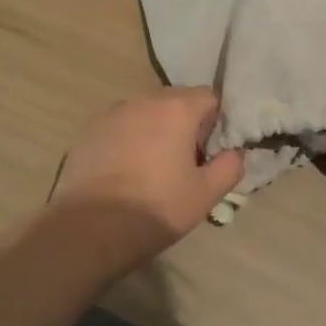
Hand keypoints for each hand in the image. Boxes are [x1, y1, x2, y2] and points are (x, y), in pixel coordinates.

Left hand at [49, 87, 244, 264]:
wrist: (90, 228)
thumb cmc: (156, 208)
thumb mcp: (205, 195)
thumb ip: (229, 167)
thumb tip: (235, 152)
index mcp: (177, 109)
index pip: (209, 97)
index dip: (215, 121)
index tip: (210, 150)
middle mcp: (145, 100)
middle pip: (176, 100)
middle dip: (185, 122)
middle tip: (184, 160)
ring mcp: (113, 112)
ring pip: (146, 111)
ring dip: (155, 128)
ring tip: (151, 166)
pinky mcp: (90, 129)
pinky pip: (120, 125)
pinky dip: (128, 138)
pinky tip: (124, 170)